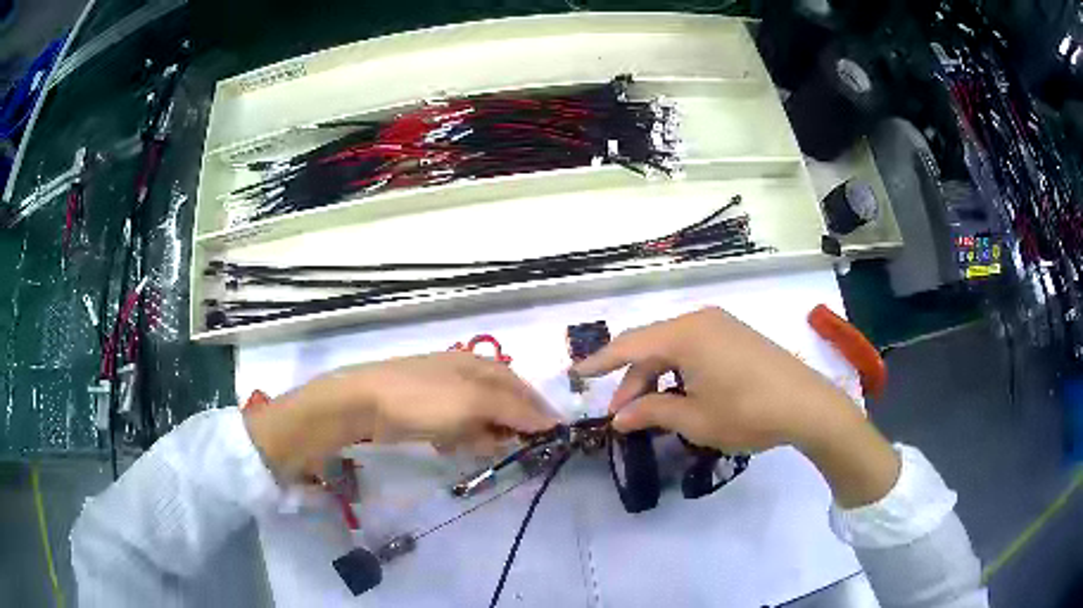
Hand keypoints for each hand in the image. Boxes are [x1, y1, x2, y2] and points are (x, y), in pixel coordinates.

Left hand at [244, 352, 557, 480]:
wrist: (363, 404)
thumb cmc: (424, 399)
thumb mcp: (475, 401)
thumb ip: (515, 410)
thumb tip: (551, 420)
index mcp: (480, 365)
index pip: (521, 389)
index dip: (537, 413)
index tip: (551, 439)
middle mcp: (465, 375)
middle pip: (501, 405)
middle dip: (505, 429)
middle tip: (502, 449)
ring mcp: (443, 393)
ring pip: (478, 420)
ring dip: (480, 436)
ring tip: (467, 446)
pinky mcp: (426, 411)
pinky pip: (455, 428)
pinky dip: (457, 439)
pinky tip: (447, 446)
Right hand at [573, 307, 899, 506]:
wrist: (807, 406)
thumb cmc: (747, 412)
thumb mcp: (695, 419)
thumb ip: (652, 412)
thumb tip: (619, 418)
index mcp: (685, 334)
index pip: (630, 345)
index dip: (600, 361)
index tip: (576, 374)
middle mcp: (700, 320)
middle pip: (652, 348)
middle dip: (633, 381)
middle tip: (623, 417)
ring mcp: (721, 325)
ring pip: (674, 349)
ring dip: (657, 378)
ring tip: (652, 411)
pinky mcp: (737, 336)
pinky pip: (695, 349)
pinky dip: (680, 372)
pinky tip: (681, 396)